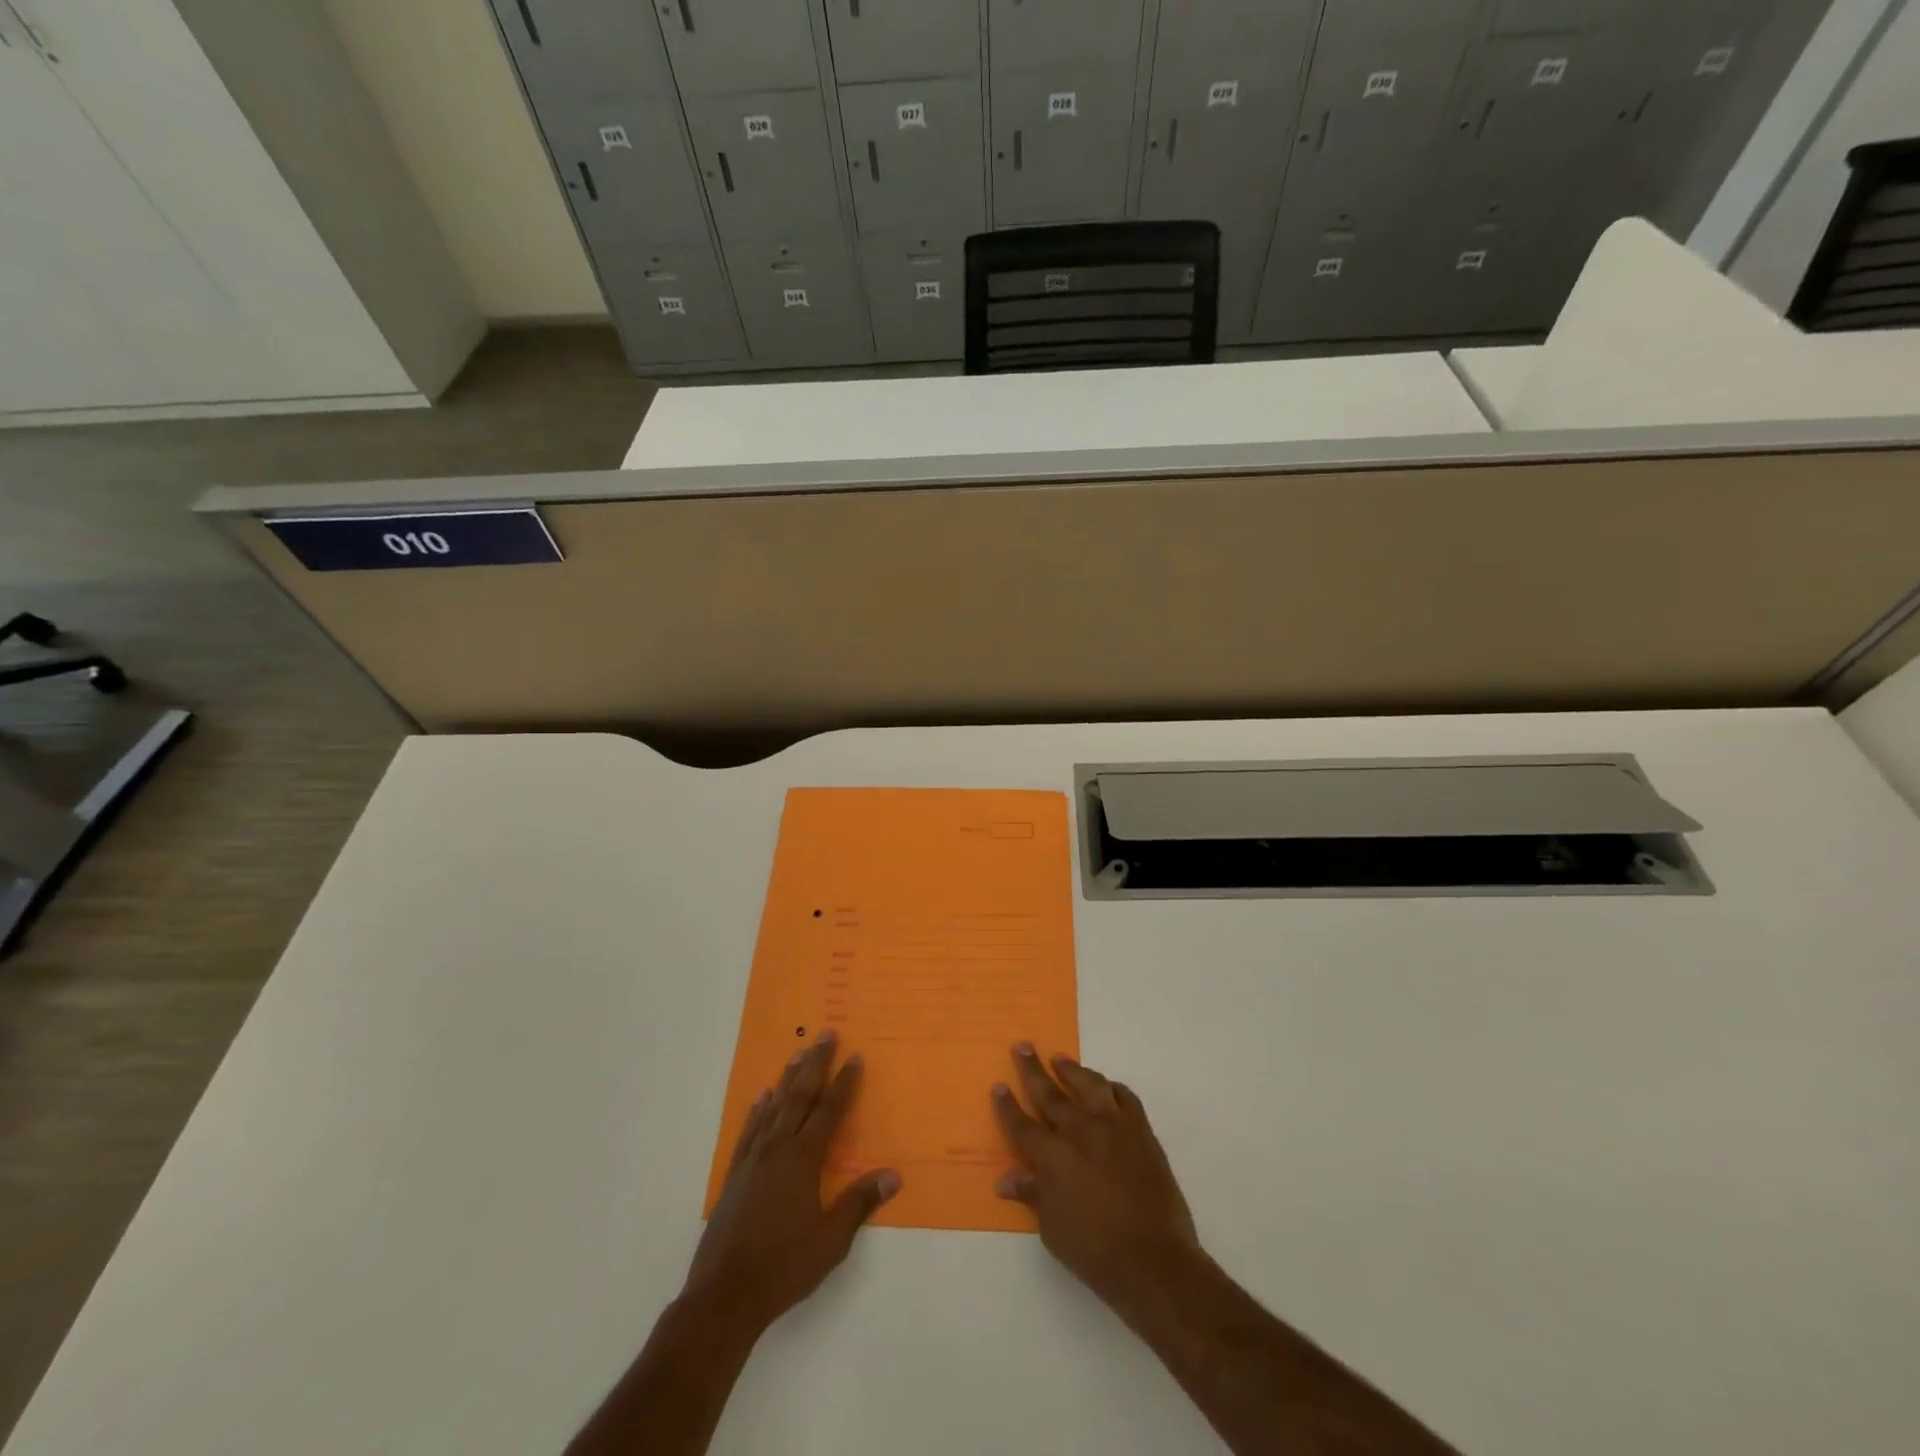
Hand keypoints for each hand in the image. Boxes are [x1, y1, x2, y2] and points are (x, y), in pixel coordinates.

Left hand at [684, 1030, 901, 1336]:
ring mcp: (753, 1160)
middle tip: (826, 1034)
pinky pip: (749, 1131)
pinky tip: (762, 1098)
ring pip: (774, 1107)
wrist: (724, 1296)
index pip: (829, 1111)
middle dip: (815, 1064)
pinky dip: (757, 1110)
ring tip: (798, 1051)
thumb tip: (893, 1175)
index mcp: (803, 1160)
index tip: (855, 1056)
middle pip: (800, 1097)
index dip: (844, 1083)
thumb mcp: (831, 1240)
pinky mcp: (734, 1175)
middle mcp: (778, 1149)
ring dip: (788, 1078)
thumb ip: (859, 1203)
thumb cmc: (784, 1267)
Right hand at [992, 1043, 1199, 1320]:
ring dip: (1071, 1069)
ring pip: (1088, 1084)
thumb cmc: (1095, 1252)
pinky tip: (1106, 1087)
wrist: (1154, 1260)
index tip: (999, 1086)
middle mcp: (1080, 1131)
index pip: (1022, 1125)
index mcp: (1053, 1156)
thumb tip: (1006, 1179)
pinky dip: (1111, 1088)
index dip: (1008, 1106)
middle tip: (1023, 1046)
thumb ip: (1033, 1194)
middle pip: (1050, 1093)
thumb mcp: (1052, 1229)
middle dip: (1033, 1070)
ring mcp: (1113, 1126)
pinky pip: (1124, 1096)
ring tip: (1060, 1059)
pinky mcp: (1140, 1130)